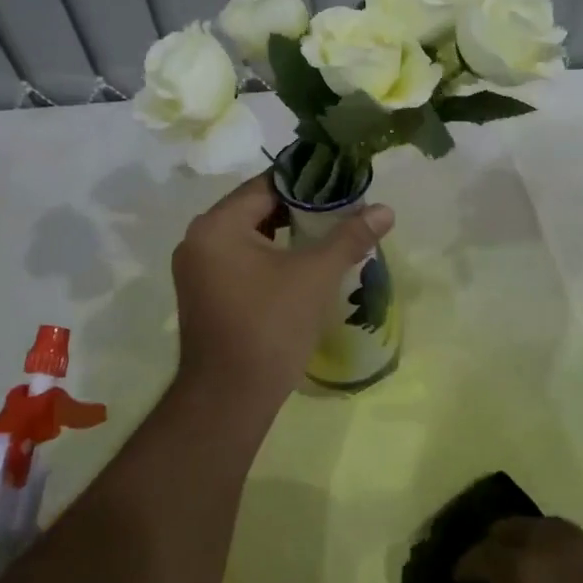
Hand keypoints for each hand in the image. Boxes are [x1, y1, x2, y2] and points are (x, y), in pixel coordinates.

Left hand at [171, 173, 393, 409]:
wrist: (230, 399)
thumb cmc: (271, 326)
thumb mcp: (316, 275)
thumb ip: (350, 237)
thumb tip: (385, 209)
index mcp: (217, 225)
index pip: (266, 185)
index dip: (307, 183)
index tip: (341, 185)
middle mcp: (198, 239)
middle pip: (255, 208)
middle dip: (298, 209)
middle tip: (340, 210)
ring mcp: (197, 269)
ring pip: (248, 235)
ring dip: (284, 233)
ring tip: (327, 234)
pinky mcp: (203, 293)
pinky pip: (239, 259)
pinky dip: (268, 255)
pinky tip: (300, 264)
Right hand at [456, 516, 582, 582]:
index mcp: (522, 570)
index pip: (478, 556)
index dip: (461, 570)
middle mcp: (550, 544)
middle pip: (507, 528)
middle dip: (490, 546)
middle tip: (483, 574)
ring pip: (540, 526)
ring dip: (522, 540)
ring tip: (517, 570)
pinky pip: (568, 540)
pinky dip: (551, 549)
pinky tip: (555, 579)